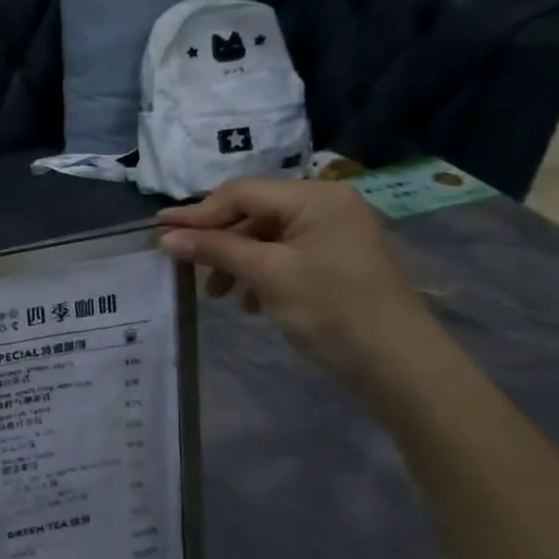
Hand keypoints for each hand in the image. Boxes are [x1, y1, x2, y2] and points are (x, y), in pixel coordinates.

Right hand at [157, 179, 437, 387]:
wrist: (399, 365)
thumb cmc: (331, 310)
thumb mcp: (266, 275)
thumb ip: (215, 249)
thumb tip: (165, 237)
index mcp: (315, 197)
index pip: (241, 193)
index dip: (197, 213)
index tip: (158, 231)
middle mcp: (327, 205)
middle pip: (252, 212)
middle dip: (217, 240)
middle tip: (185, 266)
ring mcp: (334, 233)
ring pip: (265, 236)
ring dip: (235, 260)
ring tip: (218, 294)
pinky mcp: (336, 261)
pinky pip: (284, 255)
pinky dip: (259, 273)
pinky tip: (248, 302)